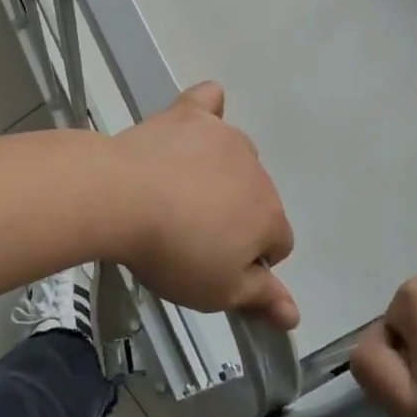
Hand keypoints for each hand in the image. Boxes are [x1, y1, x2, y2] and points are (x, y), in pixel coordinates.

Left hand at [107, 82, 297, 329]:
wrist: (121, 197)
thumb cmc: (172, 252)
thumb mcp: (217, 291)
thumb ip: (260, 298)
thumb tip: (294, 314)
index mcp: (269, 215)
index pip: (278, 244)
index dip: (251, 261)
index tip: (216, 266)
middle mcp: (256, 170)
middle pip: (256, 198)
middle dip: (234, 216)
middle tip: (189, 235)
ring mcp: (223, 137)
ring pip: (235, 158)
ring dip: (218, 173)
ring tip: (176, 191)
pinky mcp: (190, 114)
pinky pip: (210, 102)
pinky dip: (207, 113)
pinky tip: (194, 124)